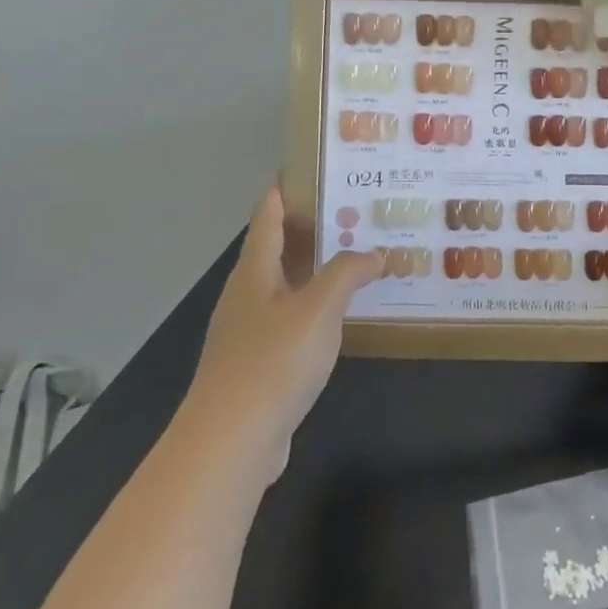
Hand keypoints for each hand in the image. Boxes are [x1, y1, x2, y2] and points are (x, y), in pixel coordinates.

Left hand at [182, 184, 381, 484]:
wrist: (231, 443)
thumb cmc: (272, 361)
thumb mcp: (318, 307)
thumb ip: (348, 273)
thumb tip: (375, 252)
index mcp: (254, 272)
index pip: (268, 216)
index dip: (285, 188)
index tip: (312, 165)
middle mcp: (248, 295)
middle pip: (279, 248)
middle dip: (314, 226)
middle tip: (357, 208)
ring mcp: (250, 332)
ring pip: (289, 286)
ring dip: (320, 269)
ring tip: (361, 255)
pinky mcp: (261, 365)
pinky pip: (295, 320)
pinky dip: (320, 307)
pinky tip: (347, 314)